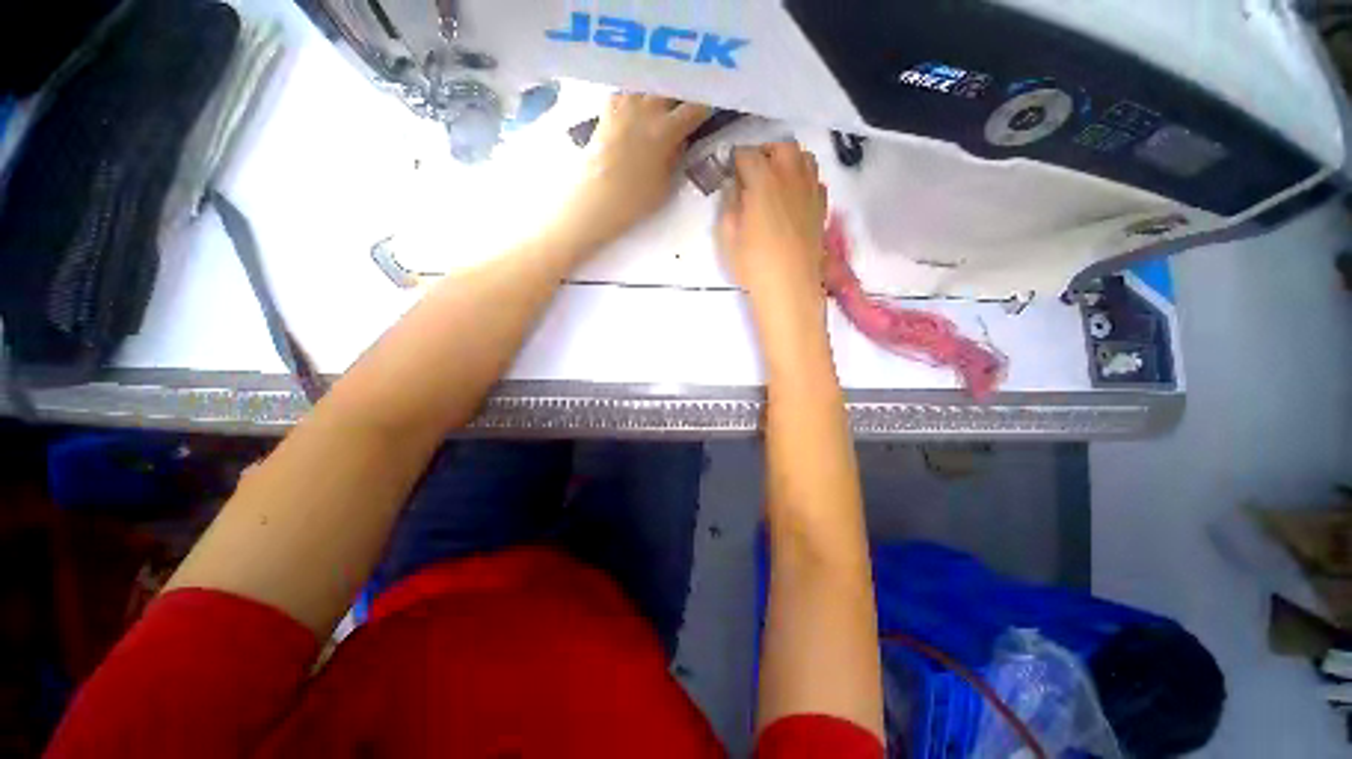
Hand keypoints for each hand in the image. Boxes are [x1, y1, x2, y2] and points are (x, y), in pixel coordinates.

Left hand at [551, 93, 710, 254]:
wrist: (595, 200)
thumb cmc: (634, 200)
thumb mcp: (666, 185)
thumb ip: (676, 158)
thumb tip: (680, 140)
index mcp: (665, 130)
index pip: (694, 108)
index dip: (707, 105)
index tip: (714, 105)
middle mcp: (645, 109)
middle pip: (670, 87)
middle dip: (683, 92)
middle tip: (690, 101)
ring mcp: (623, 106)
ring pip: (647, 84)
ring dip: (659, 89)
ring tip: (665, 100)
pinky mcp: (607, 111)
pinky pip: (625, 91)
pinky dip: (636, 94)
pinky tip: (639, 105)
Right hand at [716, 142, 828, 323]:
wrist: (789, 287)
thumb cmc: (753, 264)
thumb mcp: (728, 235)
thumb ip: (730, 204)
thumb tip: (735, 188)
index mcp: (763, 180)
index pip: (747, 155)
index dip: (736, 160)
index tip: (730, 170)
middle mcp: (790, 177)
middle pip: (782, 147)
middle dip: (765, 152)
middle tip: (753, 170)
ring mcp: (810, 191)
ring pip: (804, 158)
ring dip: (788, 161)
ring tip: (775, 178)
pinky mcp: (821, 208)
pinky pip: (815, 181)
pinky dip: (803, 179)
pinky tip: (793, 196)